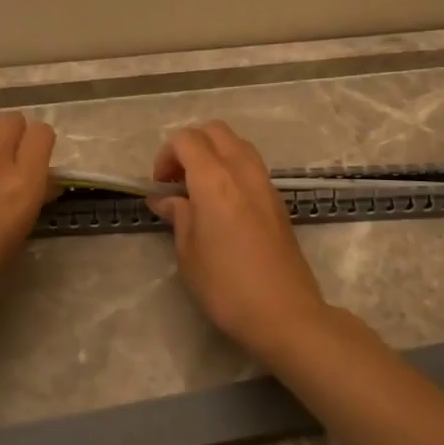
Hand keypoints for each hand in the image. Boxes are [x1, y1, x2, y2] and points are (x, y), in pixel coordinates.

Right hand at [147, 121, 332, 356]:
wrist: (284, 313)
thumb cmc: (226, 286)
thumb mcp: (188, 253)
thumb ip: (178, 216)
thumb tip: (166, 199)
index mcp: (214, 179)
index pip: (187, 140)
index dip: (166, 155)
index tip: (159, 186)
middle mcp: (242, 171)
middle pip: (215, 131)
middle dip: (191, 146)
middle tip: (177, 181)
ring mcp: (265, 184)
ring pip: (237, 145)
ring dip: (214, 155)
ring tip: (199, 191)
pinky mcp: (278, 201)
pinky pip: (251, 167)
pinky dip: (232, 170)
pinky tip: (223, 205)